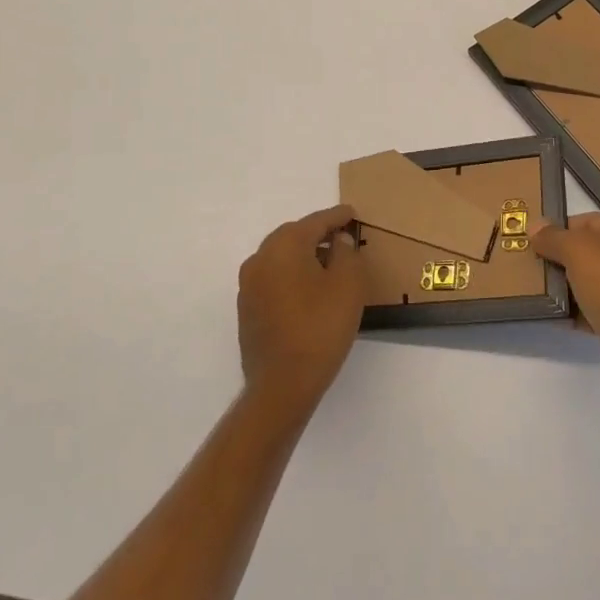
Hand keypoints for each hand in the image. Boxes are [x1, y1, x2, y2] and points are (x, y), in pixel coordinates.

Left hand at [237, 205, 366, 420]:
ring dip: (304, 257)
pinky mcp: (246, 309)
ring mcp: (248, 285)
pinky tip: (309, 292)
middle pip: (294, 236)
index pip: (316, 221)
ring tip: (329, 266)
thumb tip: (337, 242)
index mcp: (284, 245)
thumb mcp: (348, 284)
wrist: (282, 385)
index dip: (338, 217)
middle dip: (318, 234)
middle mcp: (260, 258)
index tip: (352, 214)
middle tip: (342, 238)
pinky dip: (292, 277)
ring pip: (281, 258)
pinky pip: (273, 280)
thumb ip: (346, 252)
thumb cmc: (320, 327)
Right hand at [530, 213, 599, 411]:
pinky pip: (588, 312)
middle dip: (557, 256)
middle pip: (586, 253)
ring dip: (561, 286)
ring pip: (586, 283)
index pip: (588, 222)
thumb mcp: (580, 251)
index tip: (530, 237)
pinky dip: (570, 313)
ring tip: (530, 288)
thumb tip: (535, 227)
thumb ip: (555, 237)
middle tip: (525, 262)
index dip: (559, 226)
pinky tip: (547, 315)